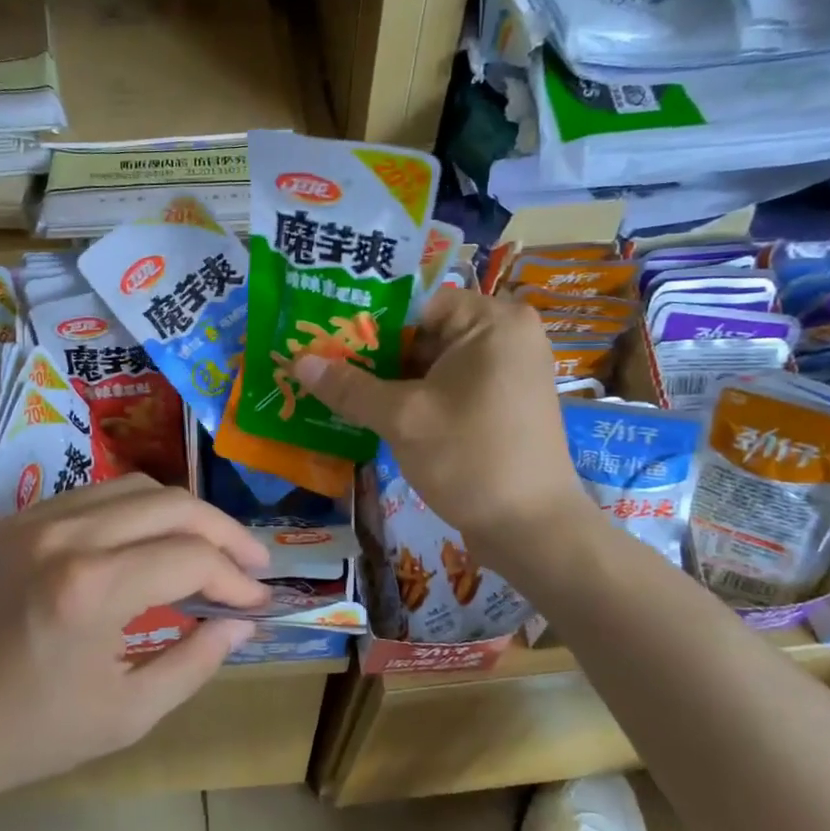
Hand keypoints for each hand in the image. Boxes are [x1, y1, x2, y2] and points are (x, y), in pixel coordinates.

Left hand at [0, 476, 271, 811]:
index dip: (236, 579)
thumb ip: (195, 661)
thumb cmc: (31, 734)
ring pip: (138, 487)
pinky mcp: (18, 520)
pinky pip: (98, 495)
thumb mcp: (128, 714)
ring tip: (210, 549)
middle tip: (252, 565)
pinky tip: (151, 542)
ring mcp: (37, 519)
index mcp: (92, 588)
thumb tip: (241, 622)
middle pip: (173, 504)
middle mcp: (67, 534)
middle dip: (225, 532)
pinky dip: (139, 511)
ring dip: (184, 514)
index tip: (258, 603)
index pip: (192, 558)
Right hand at [291, 288, 588, 547]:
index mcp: (492, 320)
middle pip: (424, 331)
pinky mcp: (503, 402)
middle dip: (374, 353)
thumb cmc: (470, 458)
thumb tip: (298, 360)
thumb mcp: (403, 418)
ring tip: (338, 390)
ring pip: (434, 362)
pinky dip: (415, 397)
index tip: (323, 339)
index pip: (415, 302)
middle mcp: (507, 334)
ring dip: (390, 379)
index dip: (366, 321)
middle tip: (322, 366)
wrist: (531, 528)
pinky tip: (373, 412)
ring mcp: (508, 370)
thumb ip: (350, 387)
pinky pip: (449, 385)